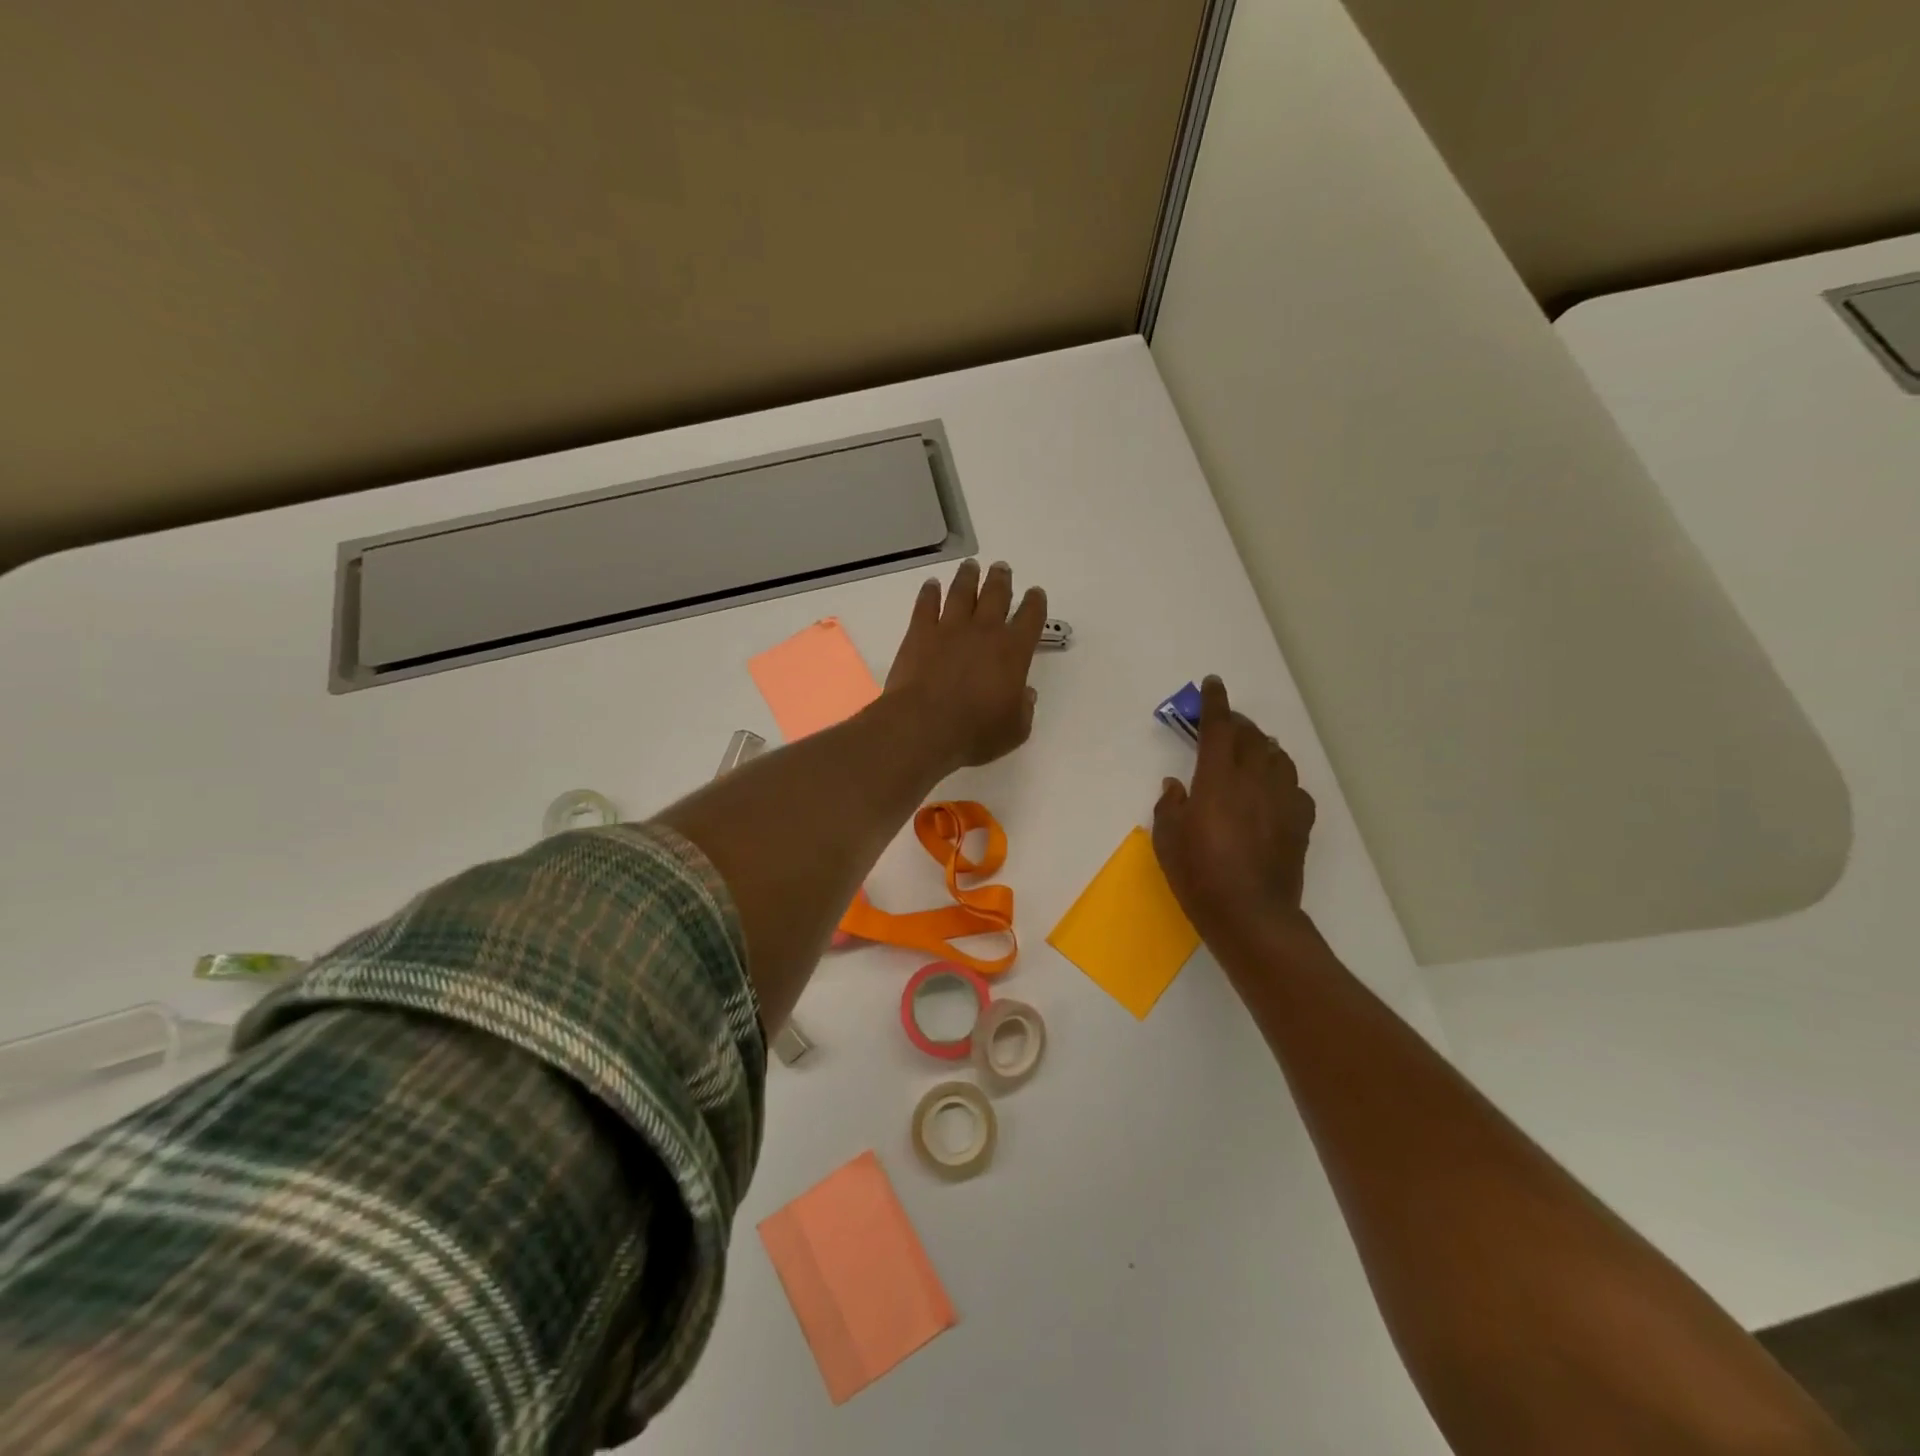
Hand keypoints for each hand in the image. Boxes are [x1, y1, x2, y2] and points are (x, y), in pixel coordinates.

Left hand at [883, 560, 1046, 770]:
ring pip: (962, 592)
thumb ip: (1023, 709)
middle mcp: (984, 631)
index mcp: (1013, 651)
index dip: (1035, 603)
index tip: (1035, 594)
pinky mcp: (920, 633)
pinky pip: (926, 605)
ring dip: (968, 577)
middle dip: (1001, 580)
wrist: (924, 726)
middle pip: (996, 595)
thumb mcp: (1014, 730)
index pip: (1031, 618)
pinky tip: (931, 586)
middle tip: (1002, 568)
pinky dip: (930, 593)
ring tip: (971, 566)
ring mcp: (950, 628)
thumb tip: (1025, 694)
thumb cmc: (975, 733)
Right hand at [1152, 676, 1317, 946]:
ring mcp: (1282, 800)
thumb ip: (1169, 806)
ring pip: (1277, 757)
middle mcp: (1254, 780)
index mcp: (1218, 779)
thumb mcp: (1167, 840)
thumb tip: (1175, 786)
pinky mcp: (1300, 822)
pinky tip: (1272, 790)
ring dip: (1261, 747)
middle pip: (1251, 737)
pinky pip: (1293, 787)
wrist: (1251, 915)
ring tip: (1250, 751)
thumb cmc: (1199, 876)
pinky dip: (1280, 779)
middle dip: (1237, 723)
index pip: (1220, 728)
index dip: (1216, 703)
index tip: (1213, 683)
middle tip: (1224, 723)